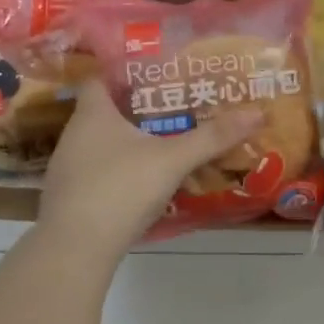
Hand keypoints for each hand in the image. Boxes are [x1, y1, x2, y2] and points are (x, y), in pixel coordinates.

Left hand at [37, 82, 263, 260]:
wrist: (74, 250)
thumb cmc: (120, 189)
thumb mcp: (172, 160)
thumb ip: (212, 137)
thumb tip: (257, 113)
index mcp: (92, 114)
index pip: (100, 78)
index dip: (123, 73)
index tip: (154, 74)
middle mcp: (74, 135)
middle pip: (103, 112)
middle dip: (134, 109)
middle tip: (171, 108)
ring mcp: (67, 169)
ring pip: (100, 145)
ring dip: (126, 142)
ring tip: (162, 143)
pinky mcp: (69, 199)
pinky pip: (97, 173)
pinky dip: (118, 171)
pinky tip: (142, 183)